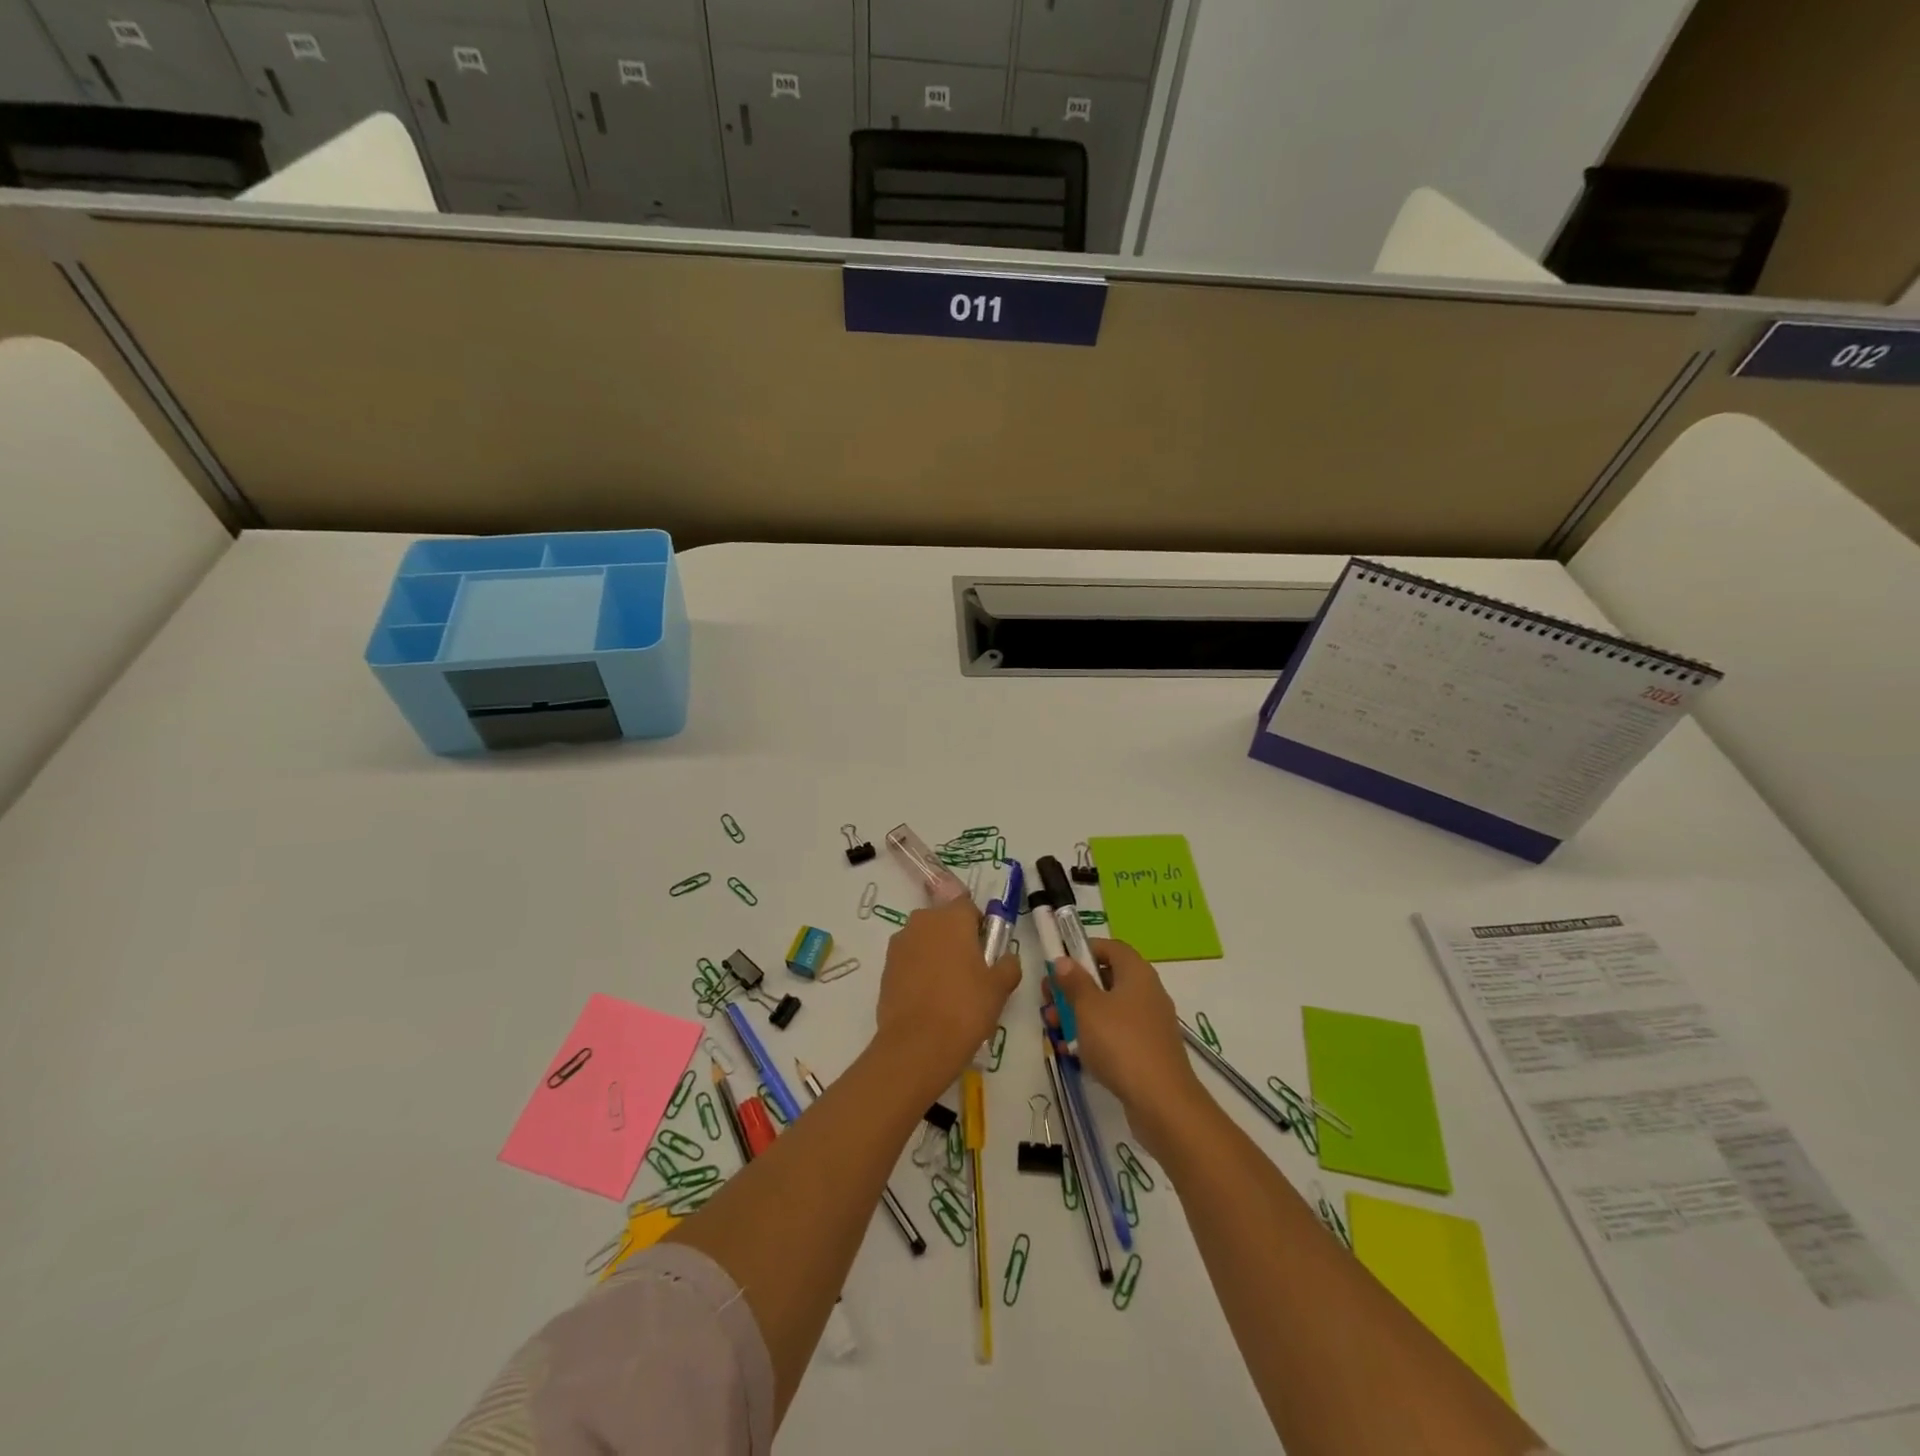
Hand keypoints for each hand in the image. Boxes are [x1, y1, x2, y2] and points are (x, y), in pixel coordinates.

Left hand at [876, 896, 1020, 1087]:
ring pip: (924, 940)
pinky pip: (908, 960)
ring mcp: (900, 944)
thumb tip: (1008, 958)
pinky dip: (918, 971)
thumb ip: (1008, 965)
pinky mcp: (885, 967)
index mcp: (952, 917)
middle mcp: (922, 921)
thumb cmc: (965, 1007)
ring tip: (947, 988)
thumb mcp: (999, 987)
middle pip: (943, 920)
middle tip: (969, 970)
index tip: (985, 950)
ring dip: (934, 953)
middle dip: (955, 937)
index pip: (968, 906)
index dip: (978, 925)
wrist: (918, 1044)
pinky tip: (928, 998)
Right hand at [1049, 939, 1205, 1155]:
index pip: (1112, 947)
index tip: (1059, 963)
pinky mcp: (1148, 1051)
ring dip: (1079, 1015)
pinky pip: (1116, 1035)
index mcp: (1137, 973)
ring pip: (1108, 1009)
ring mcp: (1149, 1024)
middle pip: (1107, 979)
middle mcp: (1147, 993)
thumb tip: (1064, 960)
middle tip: (1049, 1000)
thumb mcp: (1088, 1008)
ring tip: (1053, 1029)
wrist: (1162, 1103)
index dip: (1085, 950)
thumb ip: (1074, 981)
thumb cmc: (1121, 1043)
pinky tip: (1072, 1052)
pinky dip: (1095, 1038)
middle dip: (1074, 988)